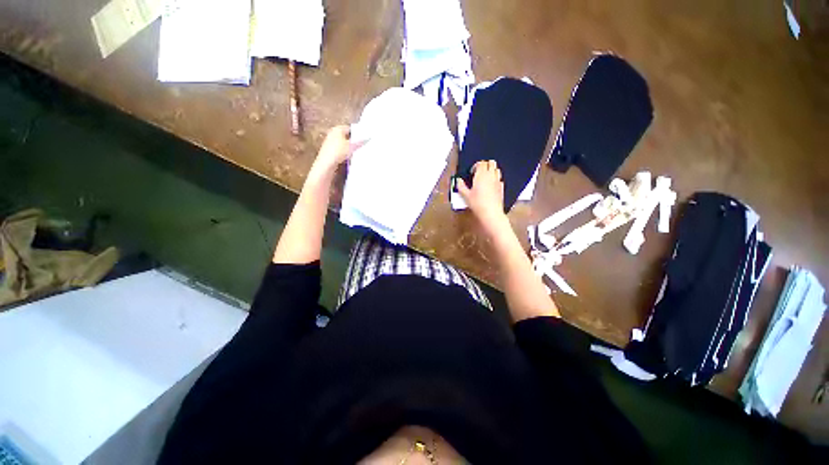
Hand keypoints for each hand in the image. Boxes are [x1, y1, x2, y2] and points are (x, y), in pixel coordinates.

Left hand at [313, 125, 364, 172]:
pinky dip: (346, 152)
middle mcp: (333, 133)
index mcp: (337, 129)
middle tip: (363, 145)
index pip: (350, 129)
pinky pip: (341, 150)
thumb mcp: (352, 146)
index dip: (358, 133)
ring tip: (359, 152)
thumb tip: (368, 138)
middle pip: (347, 136)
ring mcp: (330, 142)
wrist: (327, 164)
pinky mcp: (330, 151)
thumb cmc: (338, 151)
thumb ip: (360, 142)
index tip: (365, 138)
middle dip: (354, 141)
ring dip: (350, 147)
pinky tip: (351, 157)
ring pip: (344, 143)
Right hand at [457, 160, 506, 227]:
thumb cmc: (477, 203)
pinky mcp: (501, 187)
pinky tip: (491, 186)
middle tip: (479, 172)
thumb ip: (461, 186)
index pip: (481, 163)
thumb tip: (458, 181)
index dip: (476, 165)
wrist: (490, 212)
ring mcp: (497, 181)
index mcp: (481, 175)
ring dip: (491, 170)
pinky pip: (499, 179)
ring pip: (497, 169)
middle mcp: (491, 175)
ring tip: (485, 178)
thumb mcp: (465, 195)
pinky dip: (495, 179)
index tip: (472, 172)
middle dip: (485, 165)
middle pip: (491, 163)